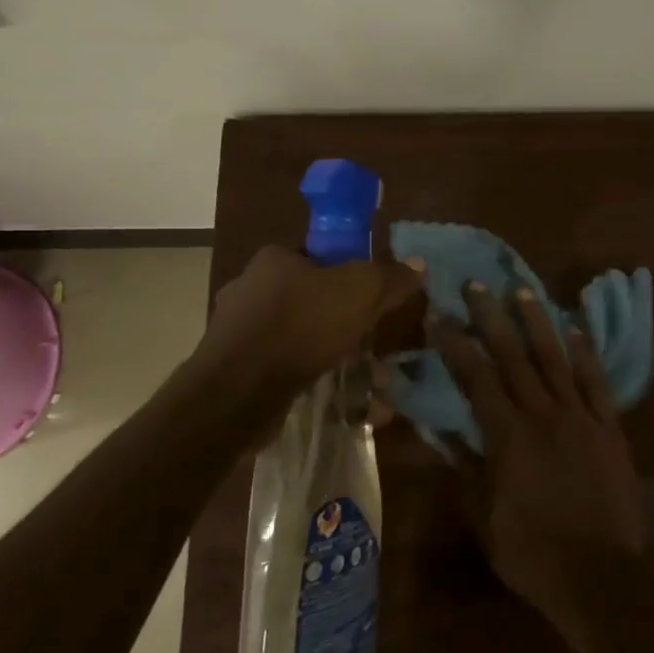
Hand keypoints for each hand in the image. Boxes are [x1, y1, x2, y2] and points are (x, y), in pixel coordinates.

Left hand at [193, 246, 423, 404]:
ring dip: (330, 354)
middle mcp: (249, 289)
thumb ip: (389, 277)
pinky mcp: (235, 371)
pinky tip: (335, 396)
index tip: (369, 300)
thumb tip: (418, 264)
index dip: (347, 275)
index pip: (317, 257)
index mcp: (273, 260)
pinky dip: (309, 378)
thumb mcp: (360, 291)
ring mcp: (238, 332)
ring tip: (363, 379)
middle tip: (369, 340)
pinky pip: (283, 367)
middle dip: (343, 322)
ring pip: (297, 337)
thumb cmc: (301, 325)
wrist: (239, 391)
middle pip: (309, 298)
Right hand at [430, 285, 644, 607]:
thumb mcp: (483, 515)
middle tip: (476, 286)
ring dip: (537, 323)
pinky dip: (586, 355)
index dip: (455, 344)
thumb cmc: (530, 550)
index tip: (439, 315)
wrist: (597, 574)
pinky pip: (596, 384)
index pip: (475, 377)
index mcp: (507, 435)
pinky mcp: (609, 429)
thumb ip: (466, 467)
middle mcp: (542, 414)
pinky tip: (577, 330)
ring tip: (522, 292)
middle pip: (513, 356)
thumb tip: (445, 431)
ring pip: (555, 360)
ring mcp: (580, 418)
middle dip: (491, 318)